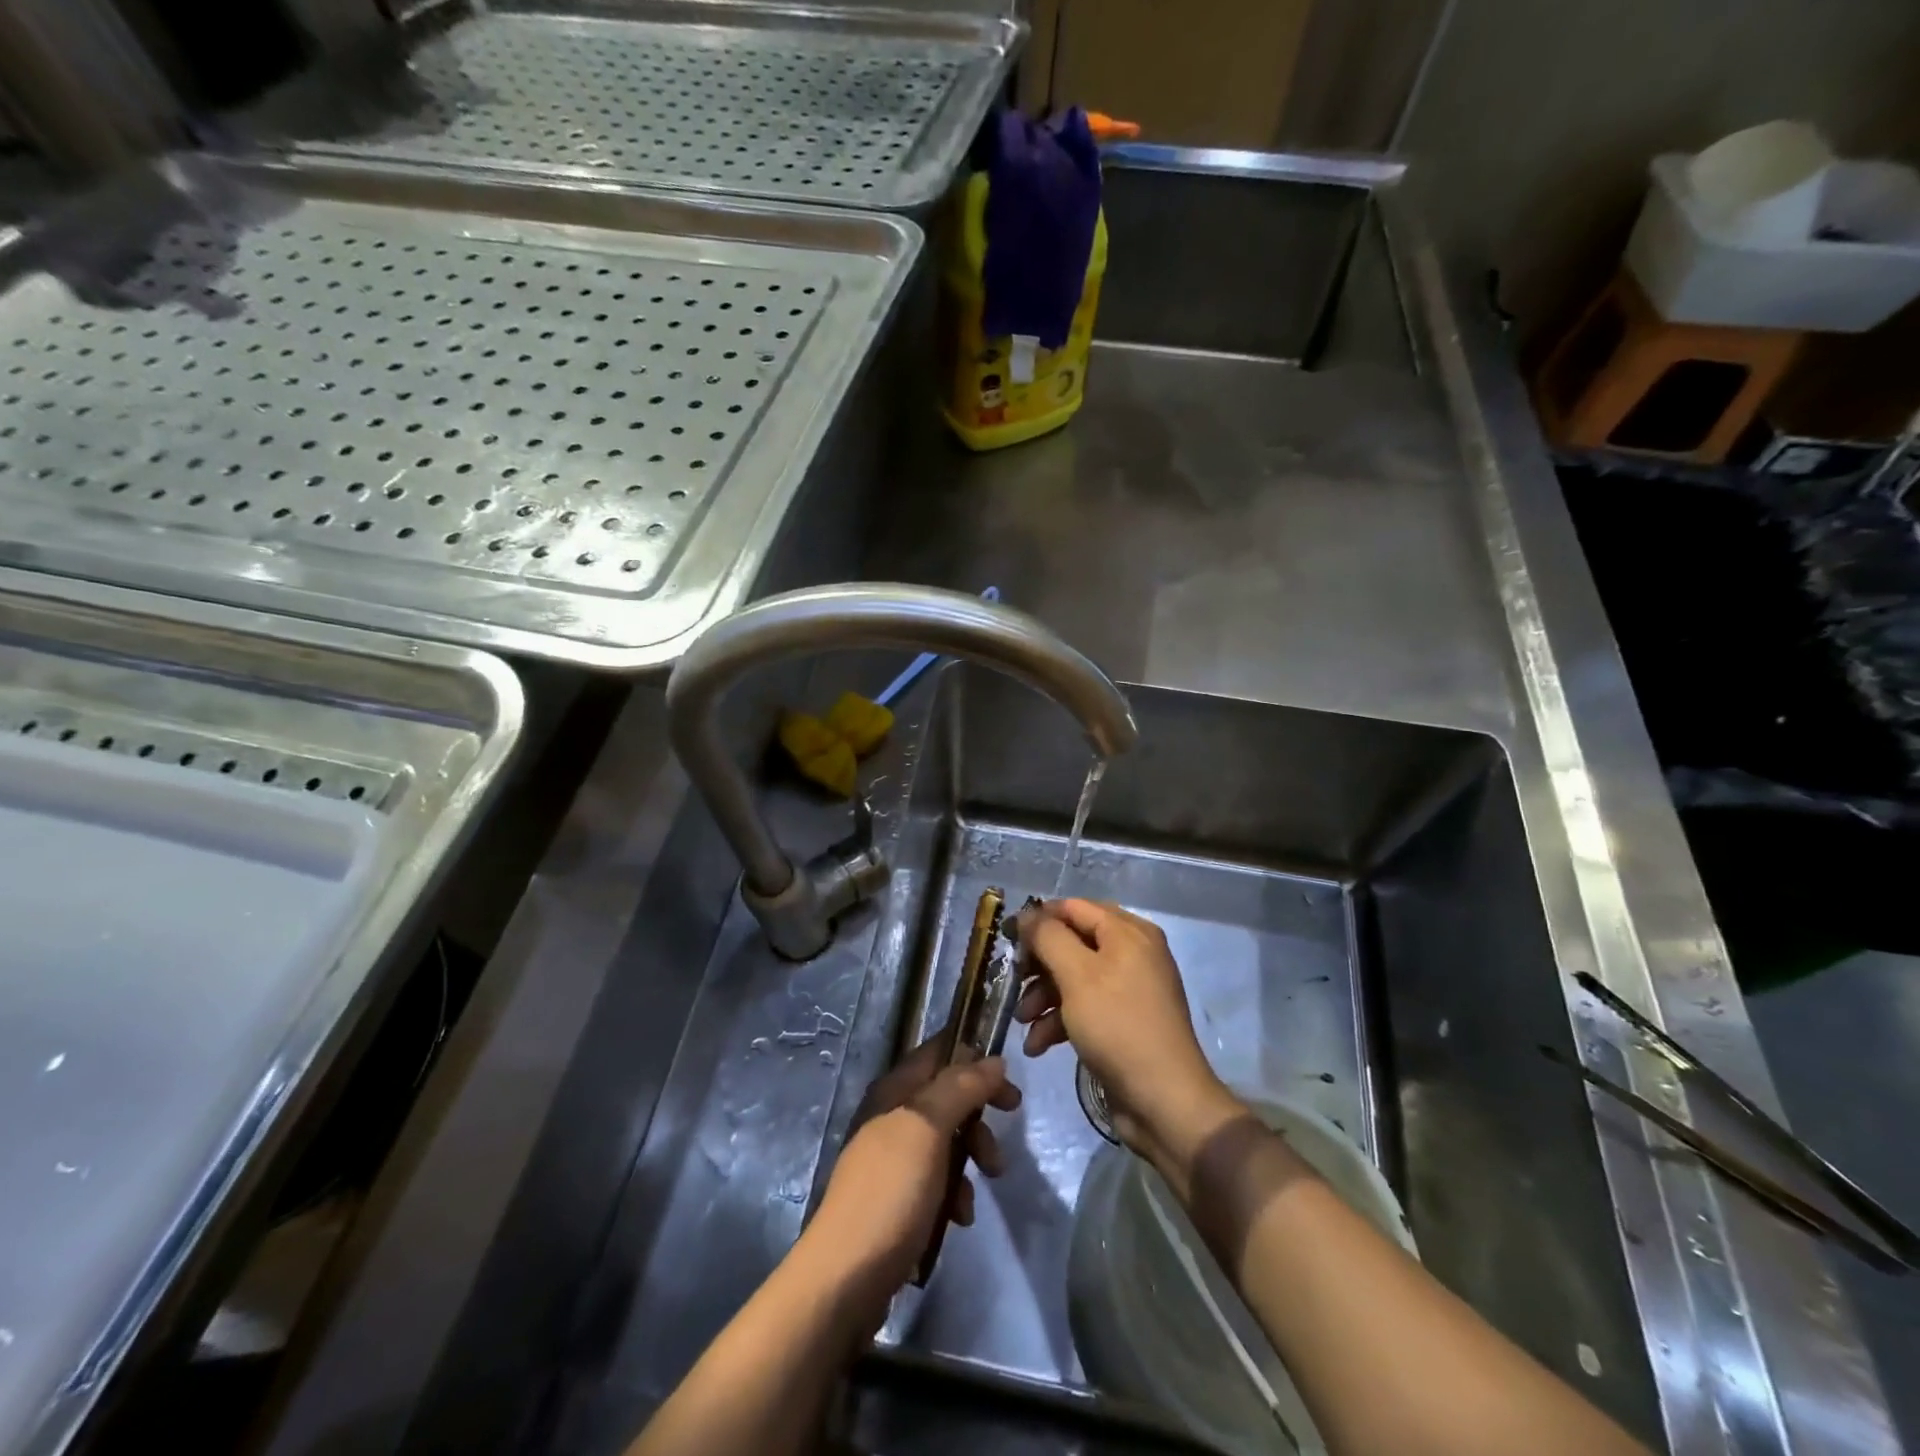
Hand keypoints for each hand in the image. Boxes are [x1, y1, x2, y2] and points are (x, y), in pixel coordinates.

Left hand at [800, 1036, 1019, 1325]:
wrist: (845, 1279)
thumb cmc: (890, 1193)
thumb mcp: (927, 1128)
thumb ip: (961, 1087)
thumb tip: (994, 1060)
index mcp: (894, 1090)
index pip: (938, 1052)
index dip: (973, 1056)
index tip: (1007, 1077)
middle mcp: (892, 1116)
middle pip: (948, 1095)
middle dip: (980, 1110)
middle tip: (1010, 1120)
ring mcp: (893, 1159)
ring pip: (947, 1139)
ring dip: (972, 1155)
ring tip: (989, 1179)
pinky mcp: (897, 1199)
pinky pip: (937, 1180)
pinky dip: (955, 1192)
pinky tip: (959, 1217)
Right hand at [1015, 899, 1242, 1173]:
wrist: (1163, 1102)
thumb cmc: (1118, 1026)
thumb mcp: (1077, 976)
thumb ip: (1048, 937)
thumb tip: (1026, 914)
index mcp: (1128, 932)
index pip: (1074, 908)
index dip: (1038, 920)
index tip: (1007, 940)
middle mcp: (1132, 953)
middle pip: (1072, 943)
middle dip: (1039, 966)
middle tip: (1012, 982)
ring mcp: (1129, 989)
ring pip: (1074, 978)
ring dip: (1043, 997)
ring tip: (1022, 1022)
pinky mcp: (1123, 1022)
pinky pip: (1085, 1007)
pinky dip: (1060, 1021)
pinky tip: (1038, 1045)